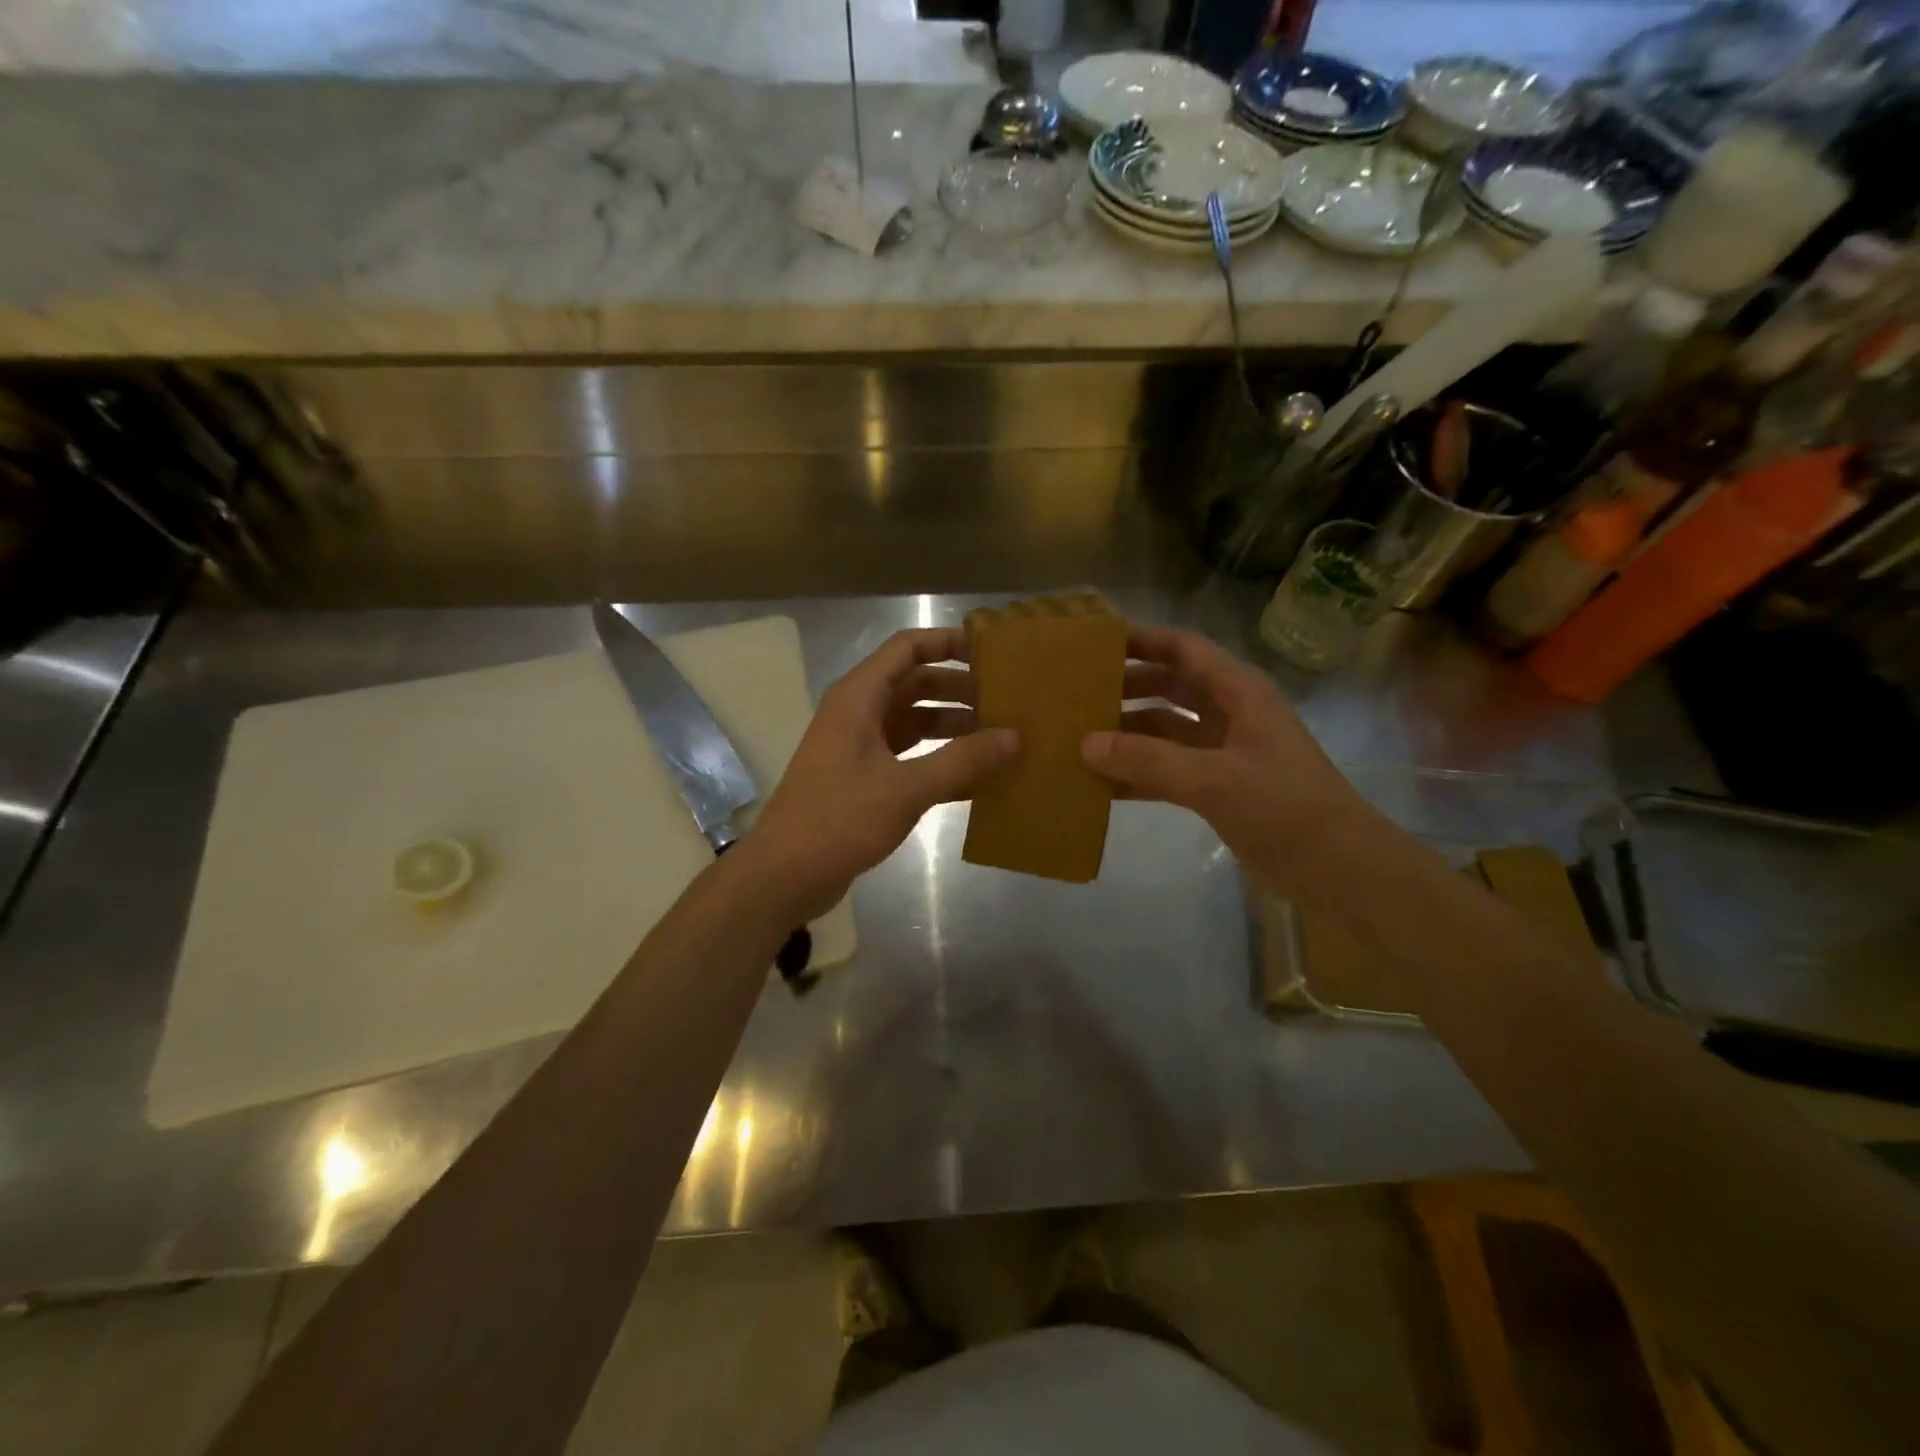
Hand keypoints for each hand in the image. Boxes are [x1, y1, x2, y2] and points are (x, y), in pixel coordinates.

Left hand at [745, 627, 1018, 919]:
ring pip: (914, 722)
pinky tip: (976, 778)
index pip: (907, 648)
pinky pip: (909, 756)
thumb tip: (1014, 737)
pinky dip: (939, 759)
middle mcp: (858, 713)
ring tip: (1000, 737)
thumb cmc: (840, 819)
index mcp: (859, 697)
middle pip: (915, 684)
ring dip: (953, 726)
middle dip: (959, 689)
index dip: (948, 642)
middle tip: (1007, 700)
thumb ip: (962, 760)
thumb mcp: (907, 788)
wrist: (784, 874)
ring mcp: (859, 746)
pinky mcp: (863, 778)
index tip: (992, 652)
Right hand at [1082, 625, 1369, 895]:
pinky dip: (1138, 774)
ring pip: (1164, 731)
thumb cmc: (1285, 807)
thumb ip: (1150, 760)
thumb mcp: (1215, 779)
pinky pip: (1167, 771)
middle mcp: (1228, 714)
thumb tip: (1086, 744)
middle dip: (1126, 688)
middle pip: (1169, 687)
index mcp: (1238, 692)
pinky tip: (1101, 785)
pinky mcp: (1216, 788)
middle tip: (1076, 695)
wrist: (1338, 868)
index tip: (1096, 644)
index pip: (1184, 649)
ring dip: (1127, 735)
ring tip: (1078, 739)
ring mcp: (1222, 753)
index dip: (1143, 640)